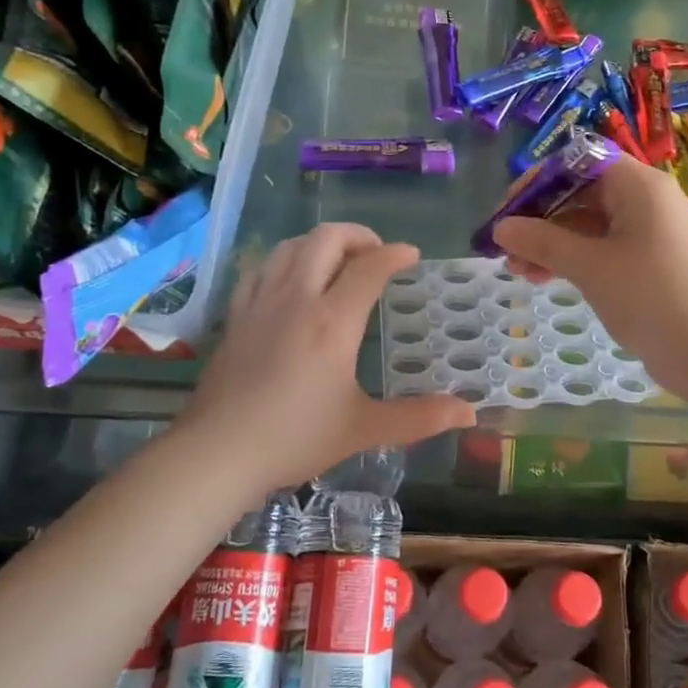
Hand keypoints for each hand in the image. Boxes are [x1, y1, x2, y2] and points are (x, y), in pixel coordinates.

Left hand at [180, 223, 475, 496]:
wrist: (218, 452)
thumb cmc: (295, 438)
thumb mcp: (363, 429)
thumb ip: (419, 417)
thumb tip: (469, 413)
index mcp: (333, 321)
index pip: (370, 267)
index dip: (395, 254)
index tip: (411, 256)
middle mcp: (297, 298)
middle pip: (327, 239)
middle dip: (358, 235)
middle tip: (376, 254)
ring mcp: (261, 302)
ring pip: (292, 246)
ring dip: (320, 242)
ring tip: (338, 261)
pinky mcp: (236, 314)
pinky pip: (261, 267)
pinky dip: (284, 259)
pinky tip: (291, 278)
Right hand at [494, 158, 687, 399]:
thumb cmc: (650, 298)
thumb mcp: (589, 266)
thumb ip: (542, 242)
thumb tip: (501, 228)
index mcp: (639, 185)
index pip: (579, 162)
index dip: (540, 182)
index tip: (508, 211)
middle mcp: (647, 200)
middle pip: (582, 193)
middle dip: (540, 219)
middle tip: (506, 248)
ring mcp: (651, 232)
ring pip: (590, 225)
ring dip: (553, 243)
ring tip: (519, 272)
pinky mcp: (652, 261)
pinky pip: (605, 247)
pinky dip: (576, 258)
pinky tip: (547, 278)